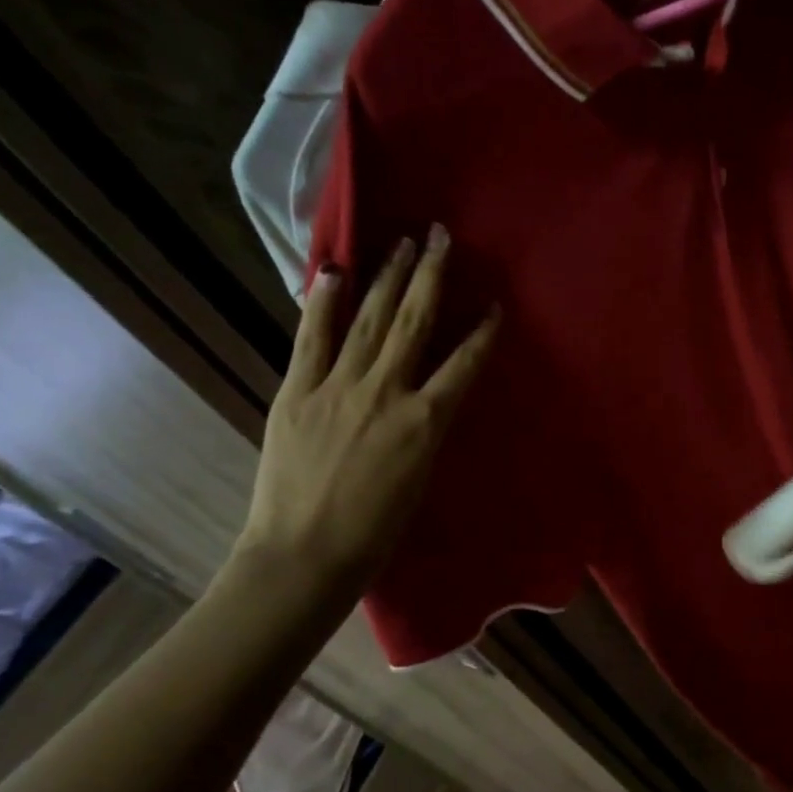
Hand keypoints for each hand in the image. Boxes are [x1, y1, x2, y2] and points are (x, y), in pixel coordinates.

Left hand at [233, 227, 497, 601]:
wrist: (304, 556)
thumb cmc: (375, 534)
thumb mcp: (420, 479)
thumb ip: (426, 430)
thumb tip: (429, 398)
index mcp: (425, 423)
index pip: (464, 364)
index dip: (483, 331)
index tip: (495, 303)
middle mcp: (386, 392)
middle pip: (415, 322)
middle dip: (431, 275)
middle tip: (441, 235)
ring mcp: (337, 387)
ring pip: (369, 320)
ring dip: (387, 277)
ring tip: (401, 242)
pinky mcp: (297, 391)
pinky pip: (313, 338)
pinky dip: (323, 303)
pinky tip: (335, 271)